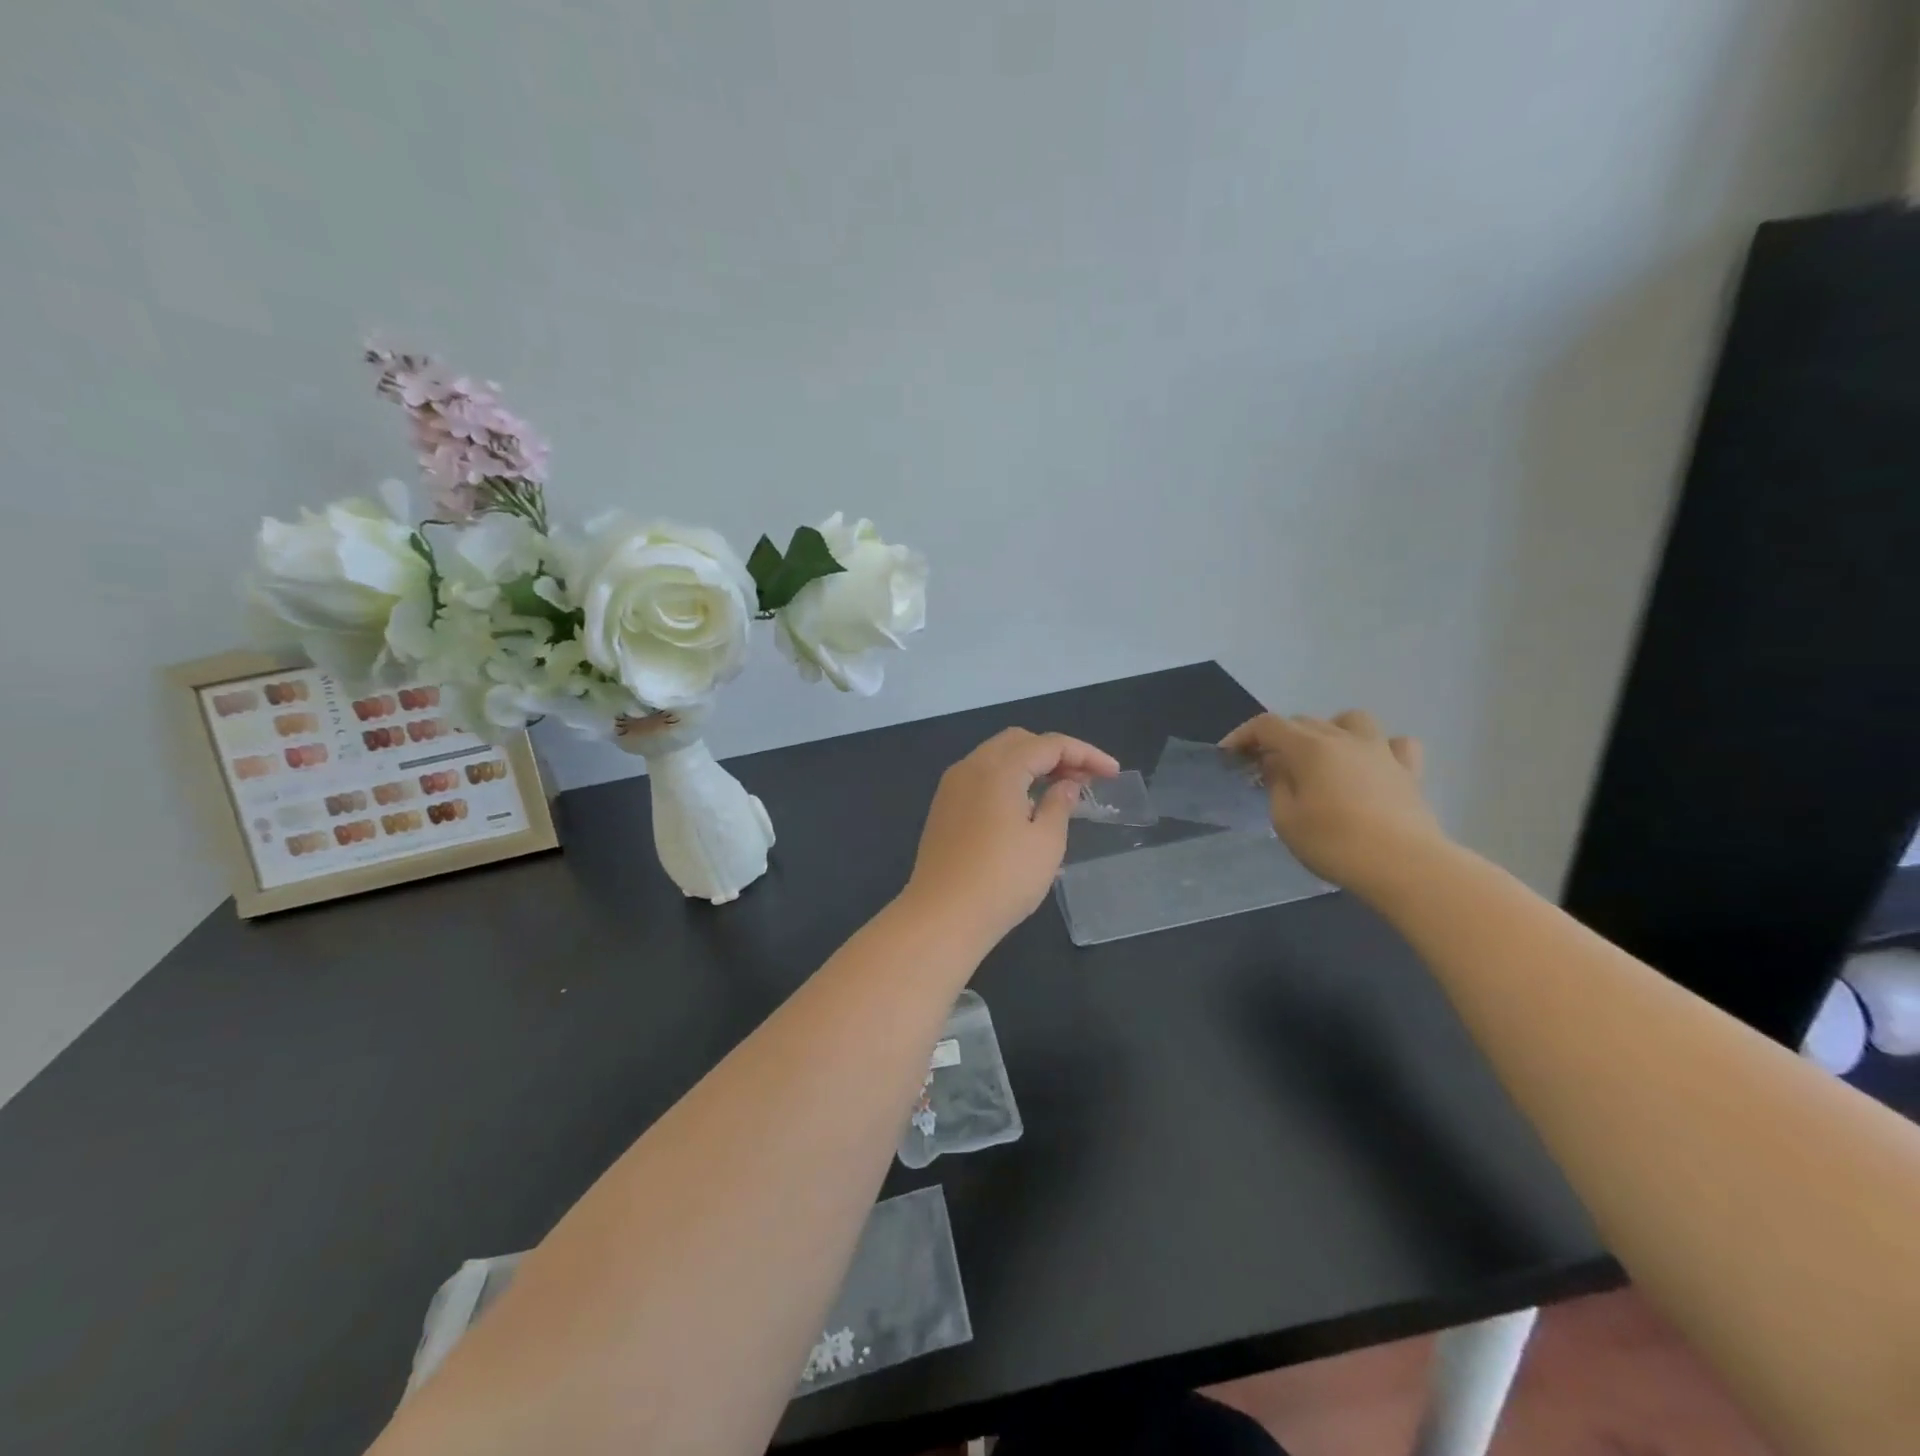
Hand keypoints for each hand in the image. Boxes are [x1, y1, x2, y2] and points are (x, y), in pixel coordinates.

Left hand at [901, 728, 1119, 946]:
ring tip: (1060, 792)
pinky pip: (981, 779)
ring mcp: (951, 788)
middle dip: (1055, 753)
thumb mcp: (1045, 843)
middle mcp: (970, 767)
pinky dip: (1008, 781)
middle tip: (1084, 778)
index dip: (1085, 753)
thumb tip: (1065, 785)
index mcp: (998, 769)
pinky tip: (1026, 808)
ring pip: (997, 758)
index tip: (1112, 772)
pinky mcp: (943, 809)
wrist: (942, 917)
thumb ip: (1059, 805)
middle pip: (1019, 742)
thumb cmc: (1002, 880)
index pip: (1048, 744)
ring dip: (1030, 766)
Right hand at [1221, 710, 1446, 892]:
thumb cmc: (1334, 844)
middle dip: (1279, 737)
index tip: (1229, 755)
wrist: (1405, 865)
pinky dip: (1380, 748)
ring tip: (1322, 755)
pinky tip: (1371, 765)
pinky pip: (1395, 744)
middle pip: (1304, 721)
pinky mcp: (1408, 772)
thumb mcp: (1286, 819)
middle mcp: (1344, 739)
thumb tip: (1276, 763)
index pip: (1268, 725)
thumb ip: (1276, 784)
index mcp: (1309, 748)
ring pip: (1352, 720)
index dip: (1244, 735)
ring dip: (1330, 730)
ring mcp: (1381, 752)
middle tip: (1267, 765)